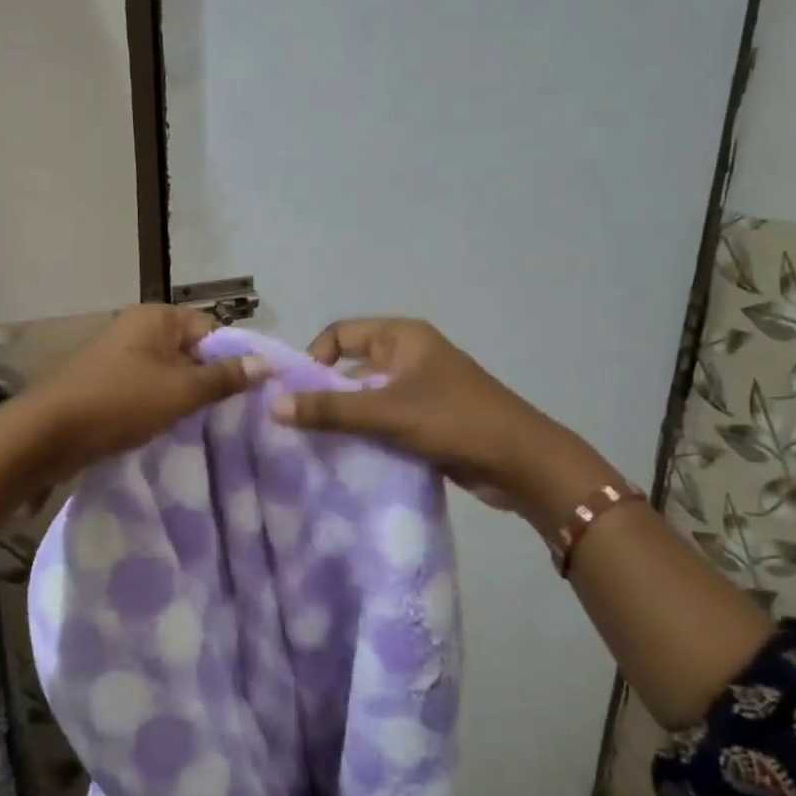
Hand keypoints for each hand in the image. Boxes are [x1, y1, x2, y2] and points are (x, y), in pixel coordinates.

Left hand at [0, 306, 263, 547]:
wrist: (47, 435)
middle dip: (209, 381)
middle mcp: (136, 329)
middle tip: (230, 415)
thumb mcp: (180, 391)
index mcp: (155, 318)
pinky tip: (171, 431)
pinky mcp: (105, 384)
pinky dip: (160, 407)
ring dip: (184, 398)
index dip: (231, 359)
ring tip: (204, 426)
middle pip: (190, 352)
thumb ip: (224, 377)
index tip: (246, 394)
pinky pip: (146, 390)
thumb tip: (266, 364)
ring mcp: (118, 357)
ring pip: (168, 374)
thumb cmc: (119, 403)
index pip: (211, 329)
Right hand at [271, 317, 595, 510]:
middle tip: (300, 424)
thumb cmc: (454, 421)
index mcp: (403, 336)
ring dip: (346, 416)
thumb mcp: (386, 413)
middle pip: (352, 365)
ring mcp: (421, 387)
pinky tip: (350, 456)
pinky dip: (367, 432)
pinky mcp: (428, 418)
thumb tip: (273, 404)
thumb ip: (330, 410)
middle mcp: (409, 355)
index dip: (314, 358)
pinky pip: (385, 418)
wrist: (521, 462)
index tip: (297, 393)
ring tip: (319, 443)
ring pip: (368, 395)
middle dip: (327, 392)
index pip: (341, 333)